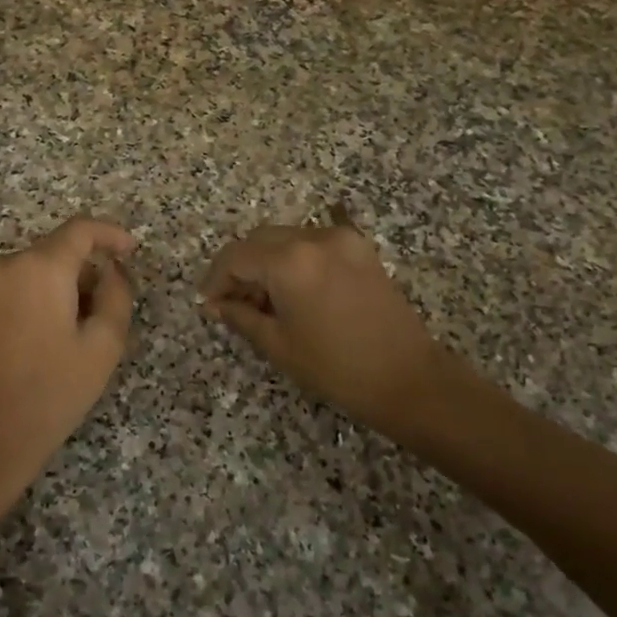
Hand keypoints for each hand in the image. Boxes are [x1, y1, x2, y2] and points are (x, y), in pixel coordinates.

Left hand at [0, 218, 136, 506]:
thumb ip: (116, 295)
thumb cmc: (52, 392)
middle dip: (84, 271)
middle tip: (104, 310)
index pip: (80, 230)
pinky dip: (33, 295)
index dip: (110, 234)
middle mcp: (4, 264)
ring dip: (59, 286)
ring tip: (73, 331)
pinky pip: (11, 284)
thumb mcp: (103, 346)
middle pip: (55, 251)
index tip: (131, 250)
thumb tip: (111, 271)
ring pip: (33, 268)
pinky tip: (43, 336)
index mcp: (39, 268)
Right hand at [201, 223, 453, 439]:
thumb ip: (240, 315)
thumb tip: (215, 304)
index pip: (236, 256)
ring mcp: (340, 238)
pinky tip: (292, 290)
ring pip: (285, 238)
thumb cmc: (336, 368)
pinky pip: (312, 243)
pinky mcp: (359, 247)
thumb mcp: (278, 344)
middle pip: (259, 240)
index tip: (208, 303)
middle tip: (231, 303)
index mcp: (290, 260)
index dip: (216, 279)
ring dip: (266, 262)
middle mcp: (313, 237)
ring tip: (263, 302)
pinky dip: (294, 259)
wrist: (408, 378)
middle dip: (239, 268)